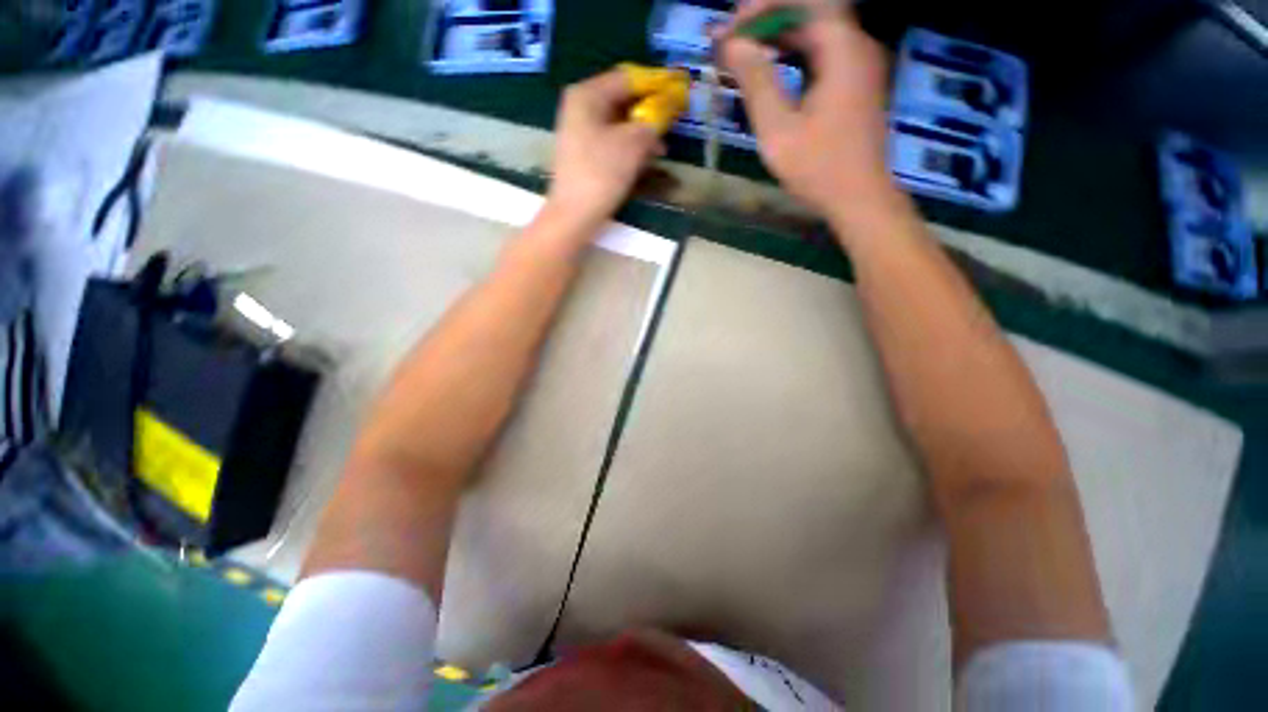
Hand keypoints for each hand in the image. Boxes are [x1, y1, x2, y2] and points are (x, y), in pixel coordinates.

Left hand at [546, 68, 667, 229]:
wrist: (574, 215)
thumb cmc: (601, 173)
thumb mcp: (632, 143)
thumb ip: (652, 121)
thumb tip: (667, 110)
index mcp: (587, 95)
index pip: (627, 78)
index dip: (655, 84)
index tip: (677, 93)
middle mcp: (581, 107)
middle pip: (622, 100)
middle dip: (649, 112)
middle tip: (672, 123)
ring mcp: (581, 132)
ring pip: (619, 124)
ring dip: (642, 133)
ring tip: (663, 149)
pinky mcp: (585, 154)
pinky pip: (612, 142)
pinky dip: (630, 147)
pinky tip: (646, 160)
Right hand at [719, 0, 893, 221]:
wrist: (860, 198)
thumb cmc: (819, 168)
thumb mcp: (778, 129)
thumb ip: (756, 83)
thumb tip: (733, 45)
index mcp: (842, 48)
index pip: (802, 2)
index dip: (762, 9)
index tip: (730, 32)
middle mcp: (855, 45)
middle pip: (809, 13)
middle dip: (766, 23)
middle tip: (730, 45)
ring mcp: (858, 64)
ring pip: (813, 33)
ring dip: (777, 40)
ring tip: (743, 57)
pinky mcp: (855, 83)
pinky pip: (820, 55)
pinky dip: (792, 57)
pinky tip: (769, 73)